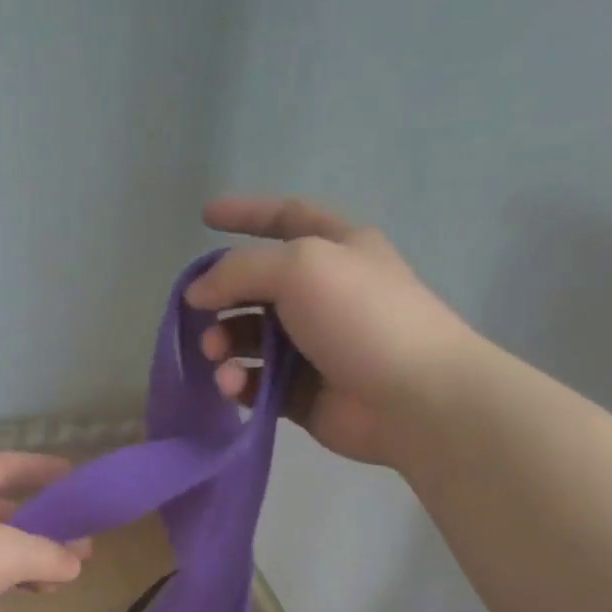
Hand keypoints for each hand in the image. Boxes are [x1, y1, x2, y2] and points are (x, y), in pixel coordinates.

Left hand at [0, 452, 90, 611]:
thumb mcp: (9, 554)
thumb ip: (49, 555)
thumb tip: (76, 561)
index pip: (11, 464)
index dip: (43, 468)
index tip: (73, 478)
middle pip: (2, 512)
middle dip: (39, 532)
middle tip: (74, 550)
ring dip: (15, 569)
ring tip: (44, 589)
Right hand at [185, 196, 480, 466]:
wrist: (414, 398)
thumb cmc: (362, 317)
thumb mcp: (300, 267)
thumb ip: (239, 270)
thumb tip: (197, 292)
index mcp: (336, 250)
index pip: (285, 217)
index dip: (246, 213)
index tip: (204, 216)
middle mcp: (323, 294)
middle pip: (257, 286)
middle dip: (222, 297)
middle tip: (197, 314)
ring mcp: (312, 346)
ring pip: (250, 337)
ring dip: (224, 343)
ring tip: (216, 355)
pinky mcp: (301, 392)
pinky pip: (256, 381)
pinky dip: (238, 382)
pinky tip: (233, 386)